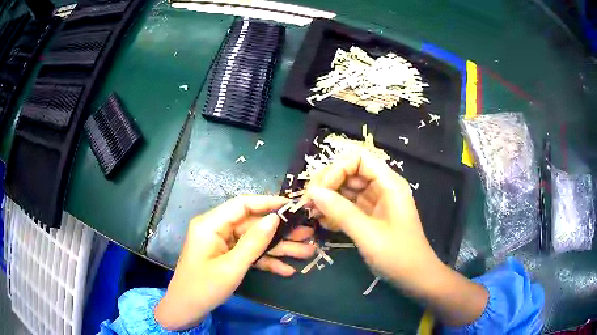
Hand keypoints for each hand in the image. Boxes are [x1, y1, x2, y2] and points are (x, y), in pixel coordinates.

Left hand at [155, 195, 314, 330]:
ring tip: (307, 252)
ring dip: (279, 249)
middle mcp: (217, 230)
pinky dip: (266, 262)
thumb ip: (254, 242)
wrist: (186, 310)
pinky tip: (287, 270)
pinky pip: (249, 255)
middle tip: (308, 233)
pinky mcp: (227, 257)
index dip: (268, 203)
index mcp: (211, 224)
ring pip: (255, 241)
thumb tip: (275, 219)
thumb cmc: (204, 287)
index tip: (292, 206)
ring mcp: (223, 245)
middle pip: (253, 225)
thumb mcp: (231, 267)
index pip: (242, 204)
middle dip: (280, 232)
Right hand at [305, 153, 486, 325]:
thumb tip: (312, 192)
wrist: (414, 277)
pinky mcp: (369, 214)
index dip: (336, 169)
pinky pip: (348, 204)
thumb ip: (340, 211)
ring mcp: (375, 200)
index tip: (319, 191)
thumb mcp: (368, 234)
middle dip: (327, 183)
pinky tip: (322, 221)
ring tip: (311, 213)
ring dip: (327, 197)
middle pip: (349, 171)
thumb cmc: (397, 255)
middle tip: (308, 203)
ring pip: (346, 188)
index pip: (358, 158)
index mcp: (388, 183)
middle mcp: (381, 186)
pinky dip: (334, 210)